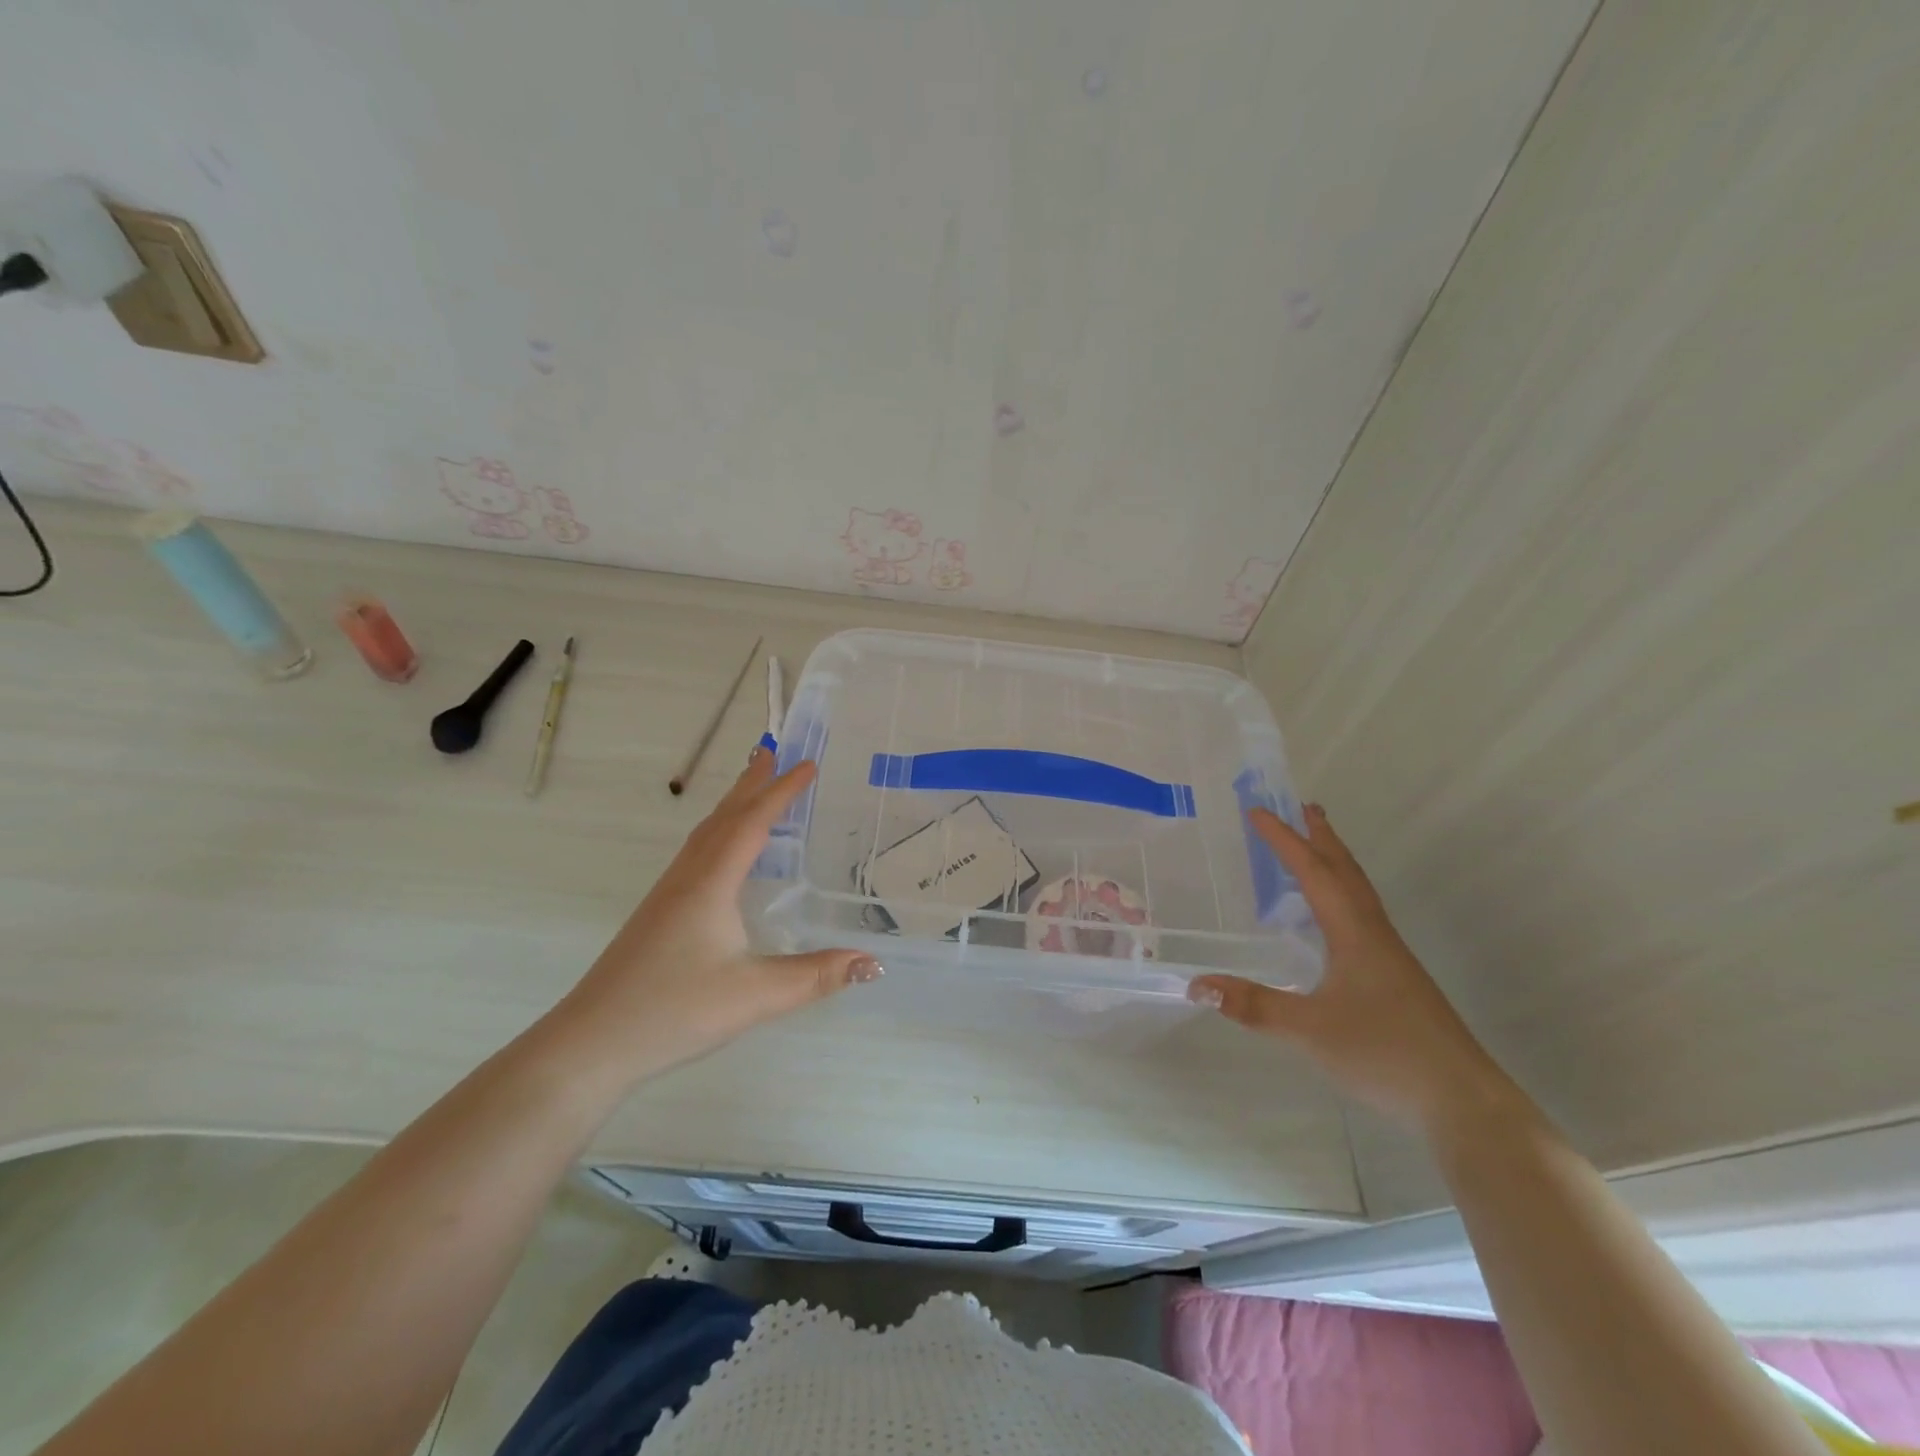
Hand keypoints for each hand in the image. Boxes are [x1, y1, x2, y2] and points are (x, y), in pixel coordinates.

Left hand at [553, 748, 877, 1086]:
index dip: (781, 792)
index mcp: (710, 883)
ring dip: (732, 806)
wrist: (591, 1043)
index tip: (808, 764)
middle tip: (773, 753)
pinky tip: (725, 856)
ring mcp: (667, 895)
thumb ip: (815, 976)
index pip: (751, 823)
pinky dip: (719, 834)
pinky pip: (696, 855)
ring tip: (753, 791)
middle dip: (750, 784)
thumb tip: (871, 962)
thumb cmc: (674, 1010)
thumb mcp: (755, 995)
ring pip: (704, 835)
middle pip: (722, 817)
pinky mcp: (658, 914)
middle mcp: (687, 878)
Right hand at [1189, 804, 1499, 1127]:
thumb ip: (1253, 1006)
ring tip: (1319, 847)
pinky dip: (1343, 894)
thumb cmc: (1385, 1055)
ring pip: (1359, 893)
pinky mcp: (1396, 978)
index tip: (1258, 812)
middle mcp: (1374, 934)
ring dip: (1336, 863)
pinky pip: (1363, 916)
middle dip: (1322, 838)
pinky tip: (1335, 919)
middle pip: (1346, 872)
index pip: (1314, 873)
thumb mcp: (1309, 1031)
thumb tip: (1197, 984)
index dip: (1285, 841)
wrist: (1463, 1102)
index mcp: (1354, 933)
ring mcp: (1390, 957)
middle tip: (1304, 807)